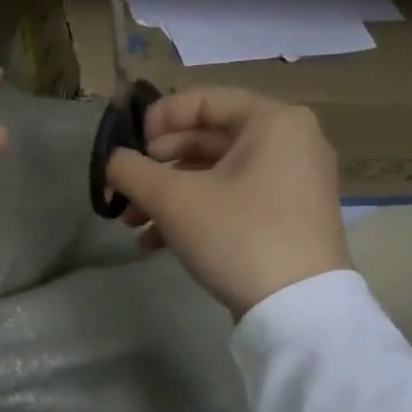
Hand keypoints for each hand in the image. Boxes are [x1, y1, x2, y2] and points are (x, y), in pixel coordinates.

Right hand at [105, 87, 350, 316]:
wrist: (298, 311)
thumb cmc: (237, 235)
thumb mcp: (172, 198)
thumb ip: (131, 170)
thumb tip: (113, 161)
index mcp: (273, 122)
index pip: (203, 100)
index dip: (157, 119)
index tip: (128, 147)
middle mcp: (289, 143)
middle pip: (206, 138)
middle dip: (156, 166)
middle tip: (125, 187)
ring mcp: (289, 183)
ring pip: (213, 174)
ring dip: (165, 195)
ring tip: (131, 223)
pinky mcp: (284, 218)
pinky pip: (229, 199)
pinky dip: (191, 213)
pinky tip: (152, 243)